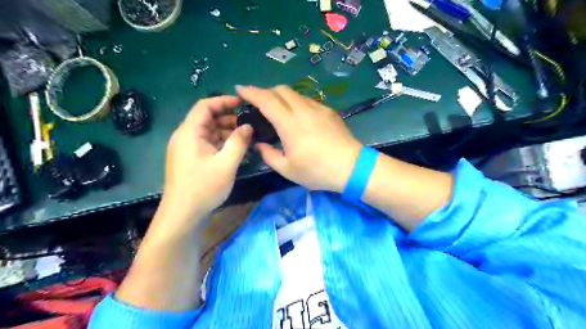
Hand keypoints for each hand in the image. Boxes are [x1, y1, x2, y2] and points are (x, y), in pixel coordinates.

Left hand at [159, 97, 251, 226]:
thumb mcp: (226, 164)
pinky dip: (221, 144)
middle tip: (248, 125)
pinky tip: (235, 151)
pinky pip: (207, 144)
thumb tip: (248, 126)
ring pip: (209, 132)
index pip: (205, 106)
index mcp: (189, 133)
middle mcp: (185, 137)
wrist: (183, 215)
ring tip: (246, 139)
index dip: (224, 101)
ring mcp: (187, 149)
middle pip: (207, 119)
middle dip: (228, 119)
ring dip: (226, 132)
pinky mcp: (190, 159)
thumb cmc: (203, 187)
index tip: (243, 103)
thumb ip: (239, 142)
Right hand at [237, 84, 361, 192]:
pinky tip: (299, 117)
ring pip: (295, 93)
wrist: (352, 167)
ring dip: (282, 96)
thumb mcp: (288, 169)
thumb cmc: (317, 171)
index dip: (250, 92)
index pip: (266, 100)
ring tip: (278, 110)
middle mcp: (303, 110)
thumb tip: (258, 145)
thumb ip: (269, 155)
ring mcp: (318, 108)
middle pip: (280, 90)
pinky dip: (296, 102)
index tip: (239, 89)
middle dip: (265, 92)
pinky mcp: (329, 111)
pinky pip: (307, 100)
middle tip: (259, 103)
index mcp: (289, 124)